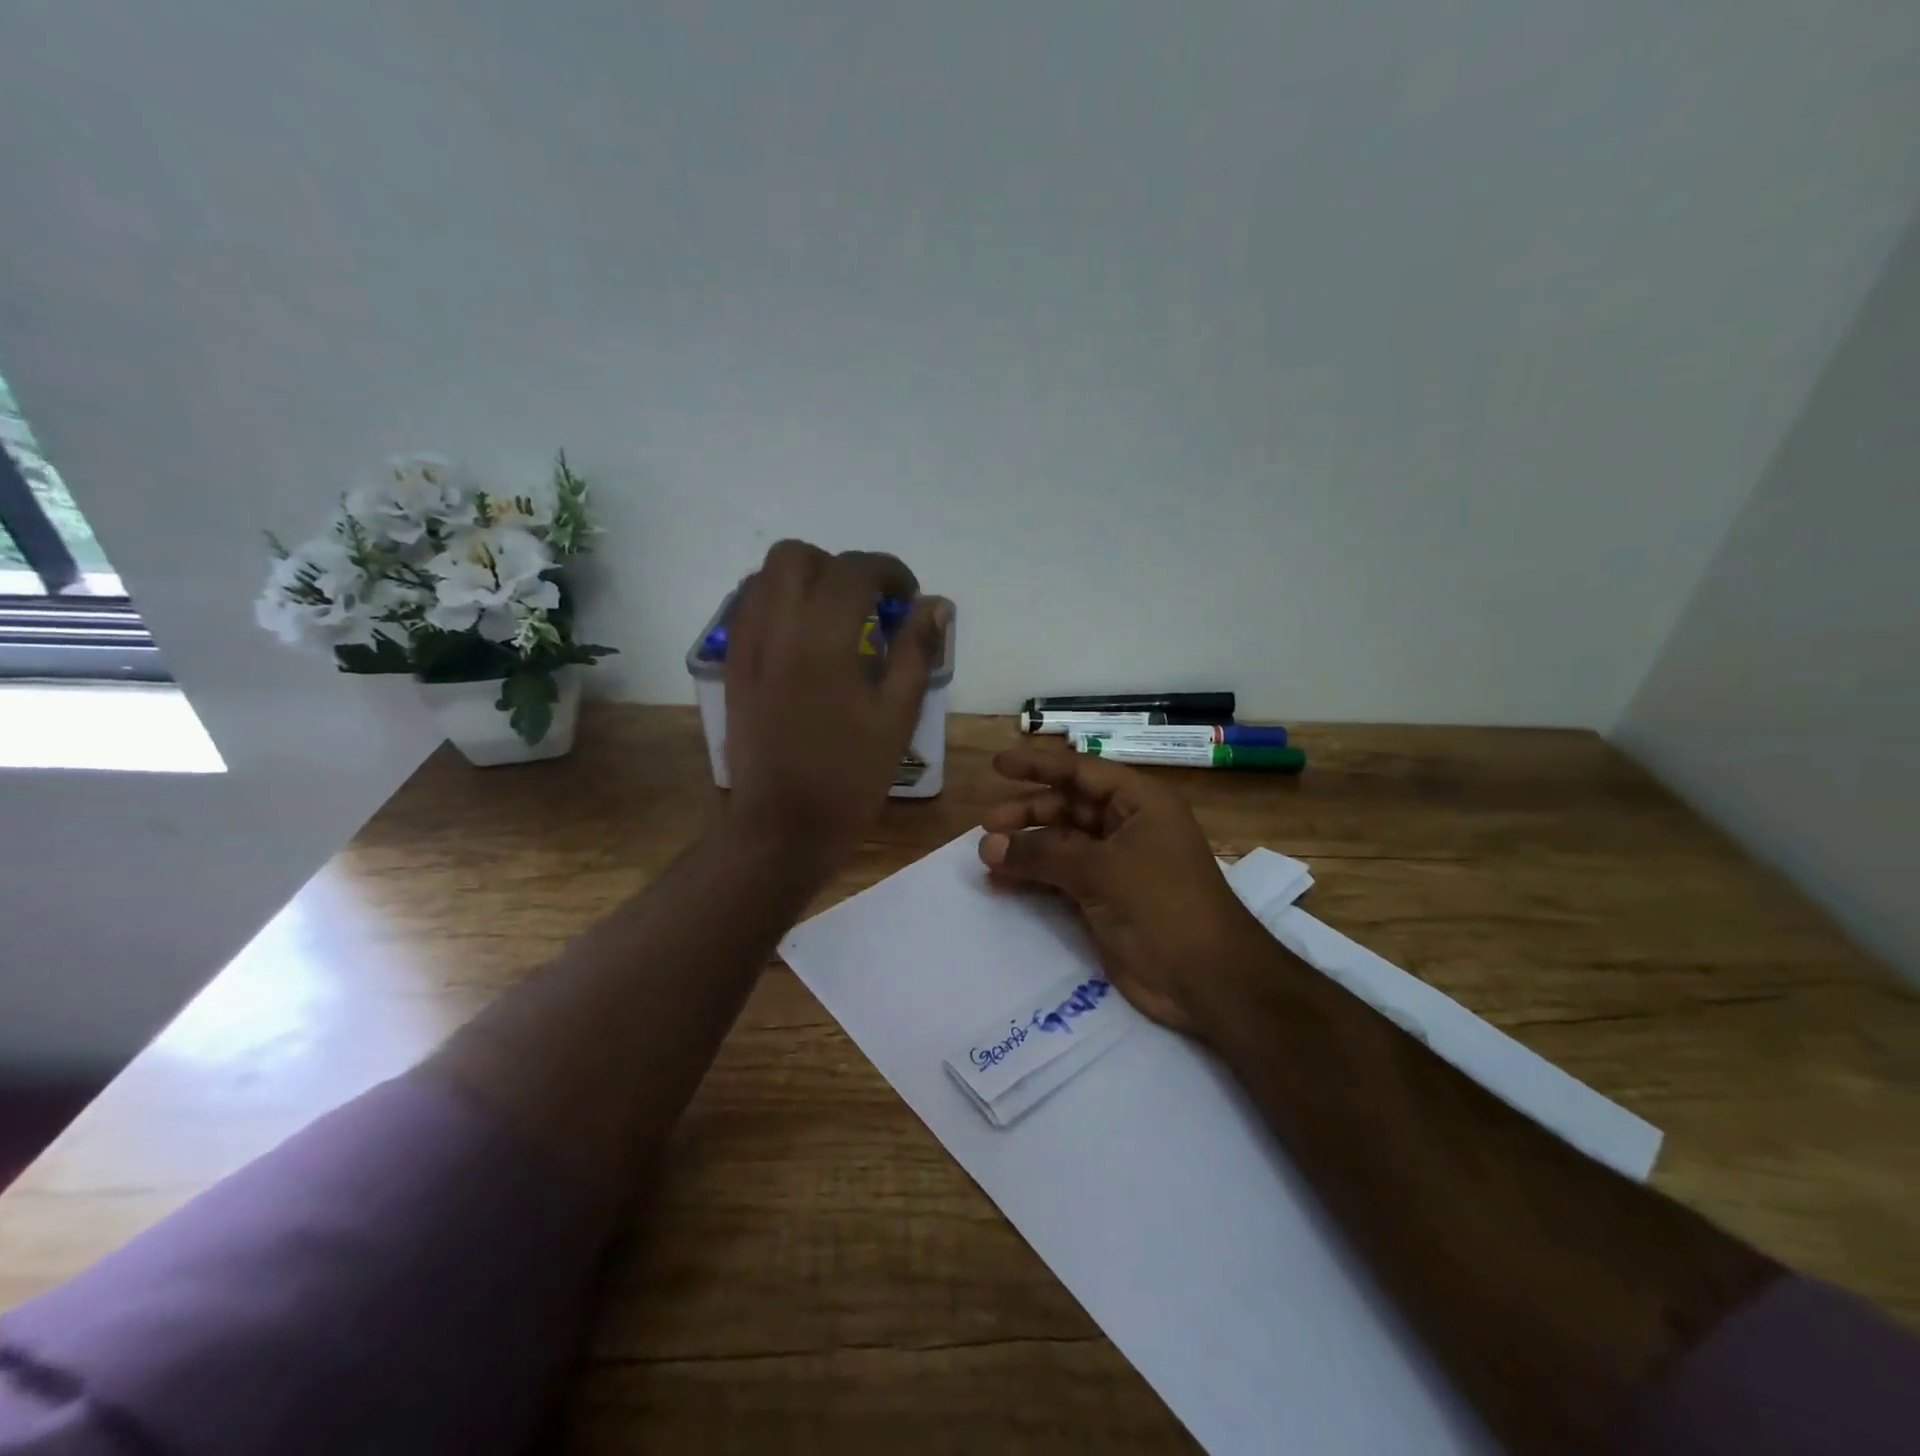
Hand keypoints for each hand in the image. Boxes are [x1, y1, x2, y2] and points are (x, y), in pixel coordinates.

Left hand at [724, 541, 946, 875]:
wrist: (784, 826)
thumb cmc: (850, 775)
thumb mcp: (897, 715)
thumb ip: (915, 651)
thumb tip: (933, 606)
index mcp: (823, 638)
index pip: (855, 570)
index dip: (890, 572)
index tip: (909, 598)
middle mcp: (776, 627)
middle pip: (797, 556)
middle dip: (838, 567)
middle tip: (867, 604)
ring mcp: (746, 646)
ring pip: (764, 577)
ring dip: (804, 581)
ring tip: (834, 619)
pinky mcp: (732, 668)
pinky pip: (746, 610)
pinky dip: (776, 605)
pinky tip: (802, 640)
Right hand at [978, 742, 1267, 1034]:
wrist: (1206, 979)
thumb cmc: (1161, 905)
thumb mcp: (1100, 870)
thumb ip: (1042, 854)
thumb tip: (988, 845)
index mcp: (1139, 803)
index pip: (1081, 772)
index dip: (1038, 767)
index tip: (997, 766)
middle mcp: (1128, 827)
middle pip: (1069, 808)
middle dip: (1029, 814)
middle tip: (987, 827)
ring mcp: (1117, 865)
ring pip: (1062, 845)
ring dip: (1027, 849)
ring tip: (987, 858)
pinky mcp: (1107, 900)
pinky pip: (1062, 878)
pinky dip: (1035, 878)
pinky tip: (1003, 883)